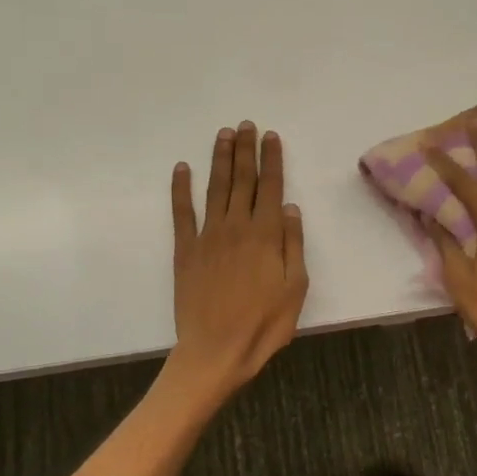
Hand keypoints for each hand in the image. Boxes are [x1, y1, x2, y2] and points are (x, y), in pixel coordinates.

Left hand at [167, 122, 308, 399]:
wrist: (216, 350)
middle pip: (242, 180)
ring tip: (223, 135)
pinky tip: (182, 168)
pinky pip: (182, 213)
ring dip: (220, 159)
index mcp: (266, 235)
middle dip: (245, 150)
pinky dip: (180, 189)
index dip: (271, 159)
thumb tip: (290, 207)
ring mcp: (207, 236)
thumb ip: (293, 244)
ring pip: (215, 188)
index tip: (270, 136)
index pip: (270, 187)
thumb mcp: (295, 288)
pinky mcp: (185, 250)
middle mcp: (236, 227)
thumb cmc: (264, 325)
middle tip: (245, 124)